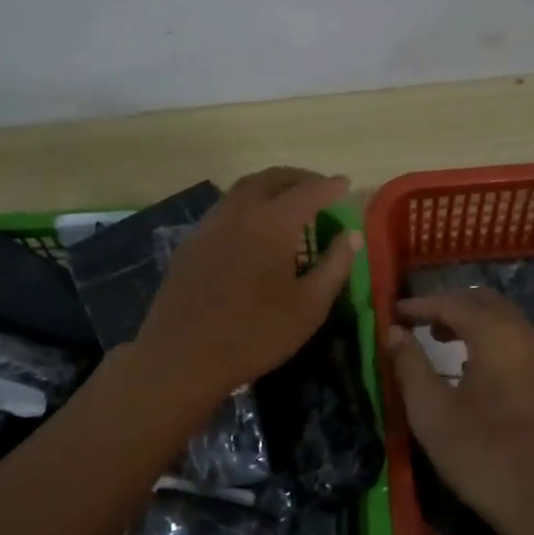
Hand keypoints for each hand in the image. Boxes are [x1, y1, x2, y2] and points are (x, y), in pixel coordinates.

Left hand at [135, 167, 359, 402]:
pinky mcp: (191, 241)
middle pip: (272, 178)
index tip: (346, 184)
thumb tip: (350, 236)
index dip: (330, 186)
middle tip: (318, 187)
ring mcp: (209, 224)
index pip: (309, 191)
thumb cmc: (255, 334)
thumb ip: (334, 266)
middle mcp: (239, 211)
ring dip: (271, 186)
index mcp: (272, 222)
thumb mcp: (309, 307)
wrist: (183, 357)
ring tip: (288, 202)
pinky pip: (224, 208)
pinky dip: (247, 204)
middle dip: (299, 177)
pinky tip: (253, 227)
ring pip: (244, 189)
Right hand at [384, 289, 533, 534]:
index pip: (454, 302)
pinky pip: (519, 342)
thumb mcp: (432, 413)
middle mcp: (528, 336)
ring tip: (441, 340)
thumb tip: (394, 332)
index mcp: (499, 336)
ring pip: (506, 321)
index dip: (421, 304)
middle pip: (485, 302)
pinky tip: (474, 368)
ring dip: (472, 321)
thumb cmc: (484, 457)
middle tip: (418, 322)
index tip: (395, 312)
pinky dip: (492, 340)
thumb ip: (410, 365)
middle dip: (449, 305)